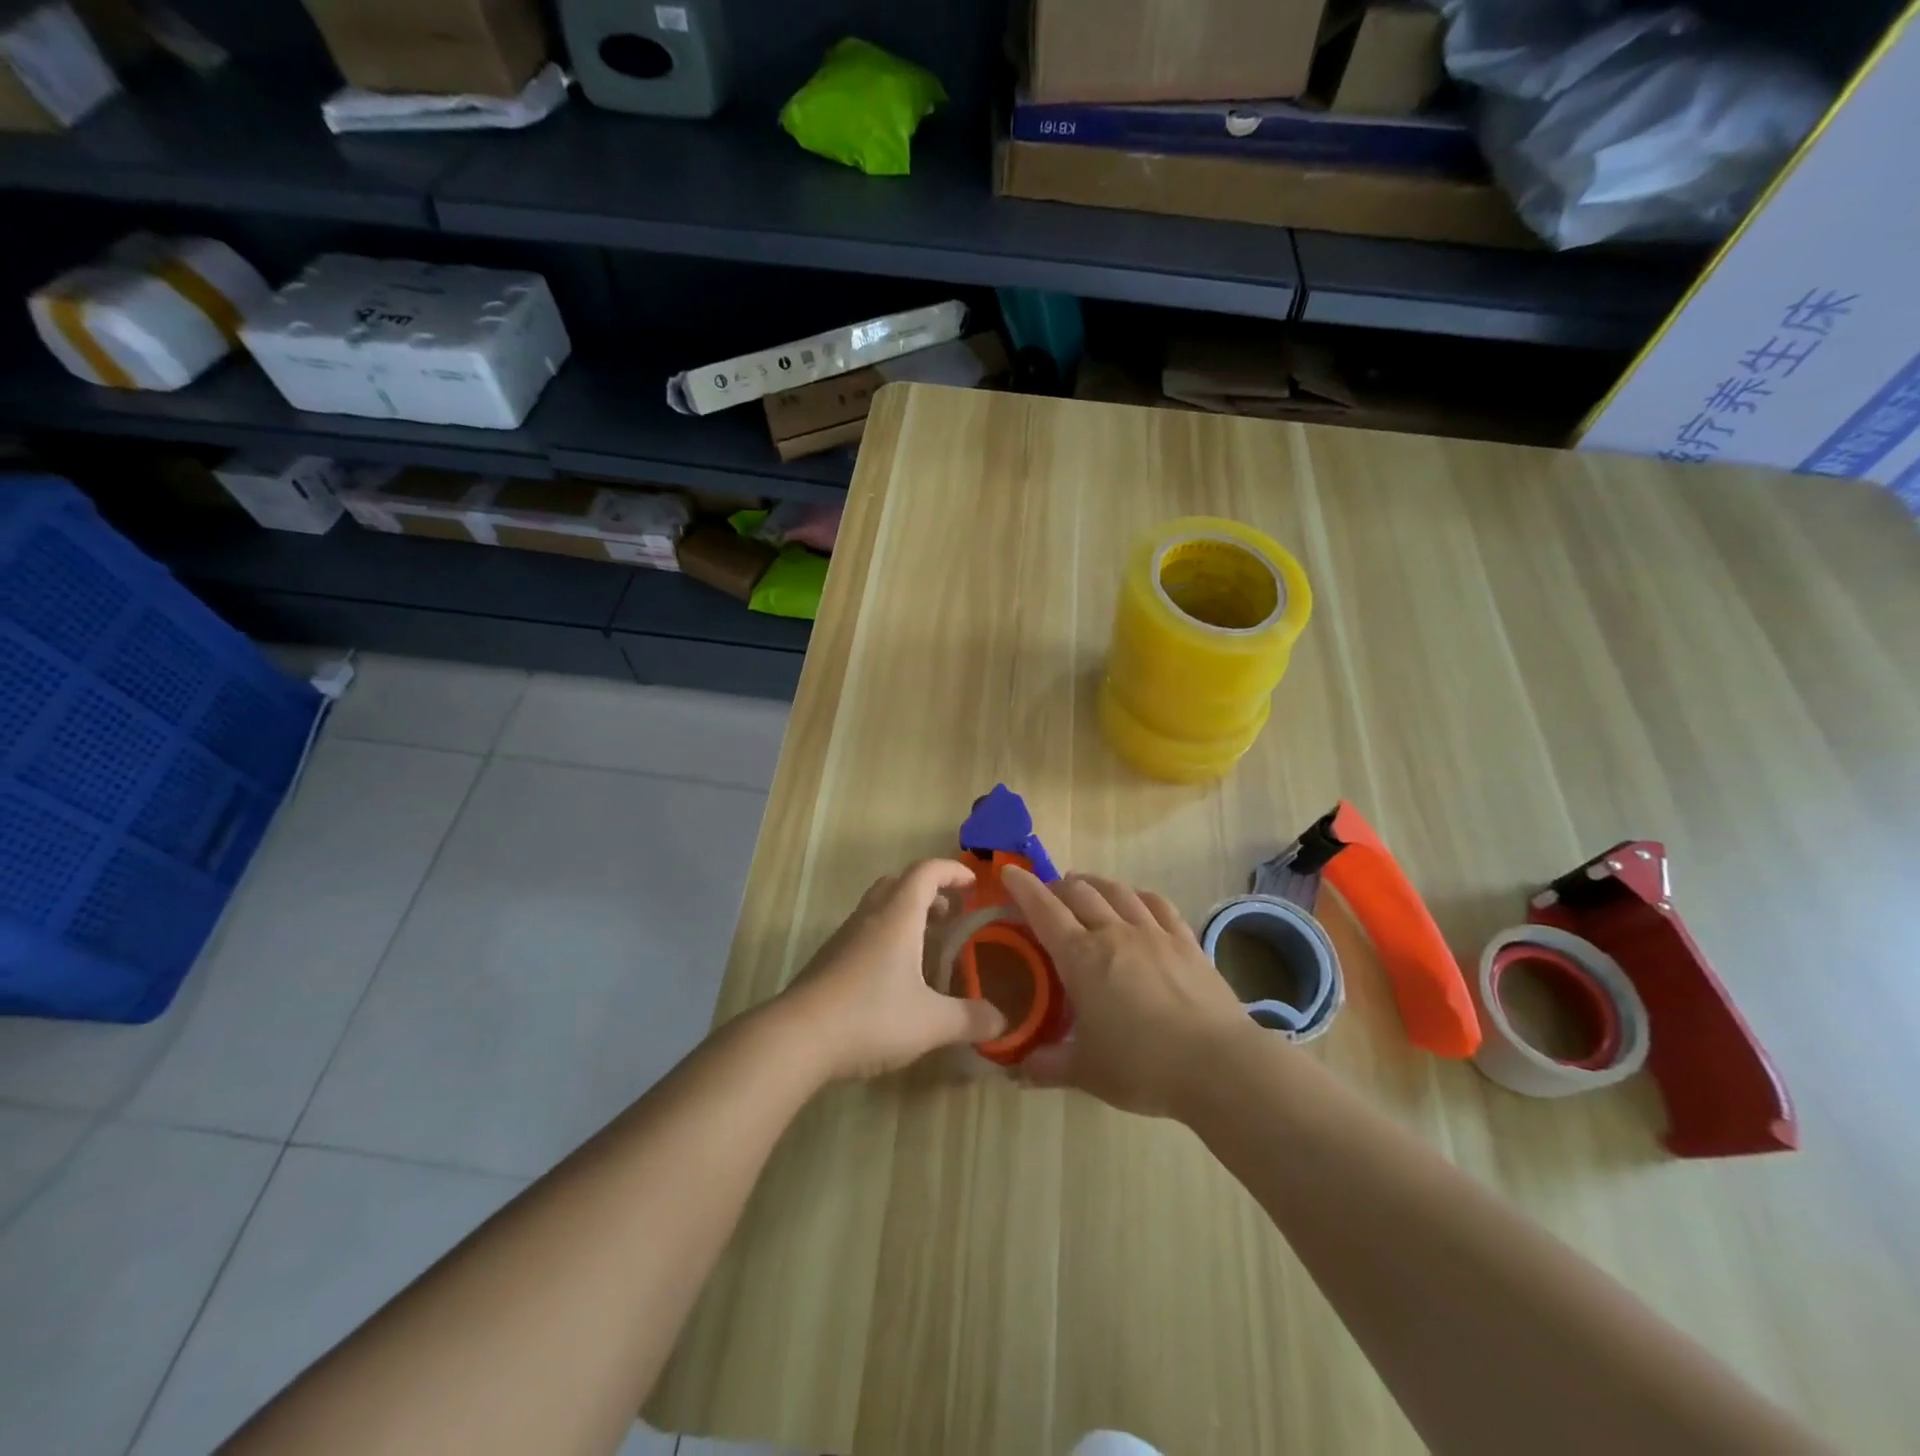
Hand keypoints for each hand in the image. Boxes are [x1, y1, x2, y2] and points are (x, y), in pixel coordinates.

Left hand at [780, 859, 1008, 1080]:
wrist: (797, 1038)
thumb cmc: (870, 1017)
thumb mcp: (930, 1022)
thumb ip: (969, 1018)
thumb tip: (1002, 1020)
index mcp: (898, 916)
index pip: (926, 872)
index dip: (952, 871)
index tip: (973, 884)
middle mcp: (870, 916)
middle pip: (899, 882)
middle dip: (929, 890)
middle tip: (951, 914)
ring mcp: (844, 937)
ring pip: (879, 906)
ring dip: (906, 913)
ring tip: (927, 945)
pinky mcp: (829, 959)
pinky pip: (864, 930)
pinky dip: (887, 935)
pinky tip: (895, 975)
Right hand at [1002, 865, 1257, 1117]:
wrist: (1218, 1065)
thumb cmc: (1142, 1066)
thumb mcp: (1086, 1072)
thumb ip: (1047, 1065)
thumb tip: (1018, 1070)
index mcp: (1081, 957)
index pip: (1044, 910)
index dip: (1023, 888)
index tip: (1009, 872)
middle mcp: (1114, 932)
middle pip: (1080, 892)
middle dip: (1057, 887)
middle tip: (1047, 895)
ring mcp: (1154, 932)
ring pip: (1117, 891)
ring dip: (1094, 883)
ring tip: (1084, 887)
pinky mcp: (1186, 941)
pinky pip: (1157, 904)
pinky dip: (1138, 895)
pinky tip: (1136, 901)